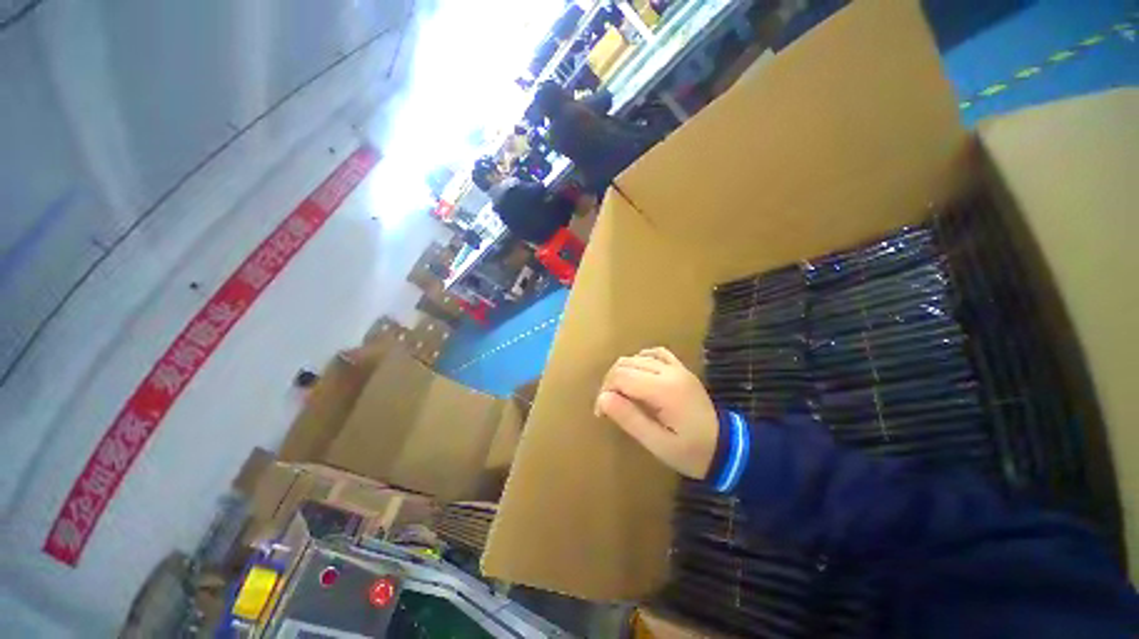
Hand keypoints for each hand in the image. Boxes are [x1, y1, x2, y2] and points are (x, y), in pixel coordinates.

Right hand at [595, 347, 718, 478]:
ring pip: (638, 357)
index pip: (621, 377)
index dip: (605, 391)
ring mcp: (677, 368)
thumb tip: (603, 398)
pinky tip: (638, 372)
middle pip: (626, 364)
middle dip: (611, 382)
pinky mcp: (681, 369)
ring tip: (621, 392)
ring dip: (623, 371)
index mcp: (663, 390)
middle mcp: (669, 372)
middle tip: (609, 404)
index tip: (601, 412)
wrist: (727, 448)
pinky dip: (642, 358)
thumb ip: (629, 419)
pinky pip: (657, 353)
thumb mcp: (657, 443)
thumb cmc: (690, 451)